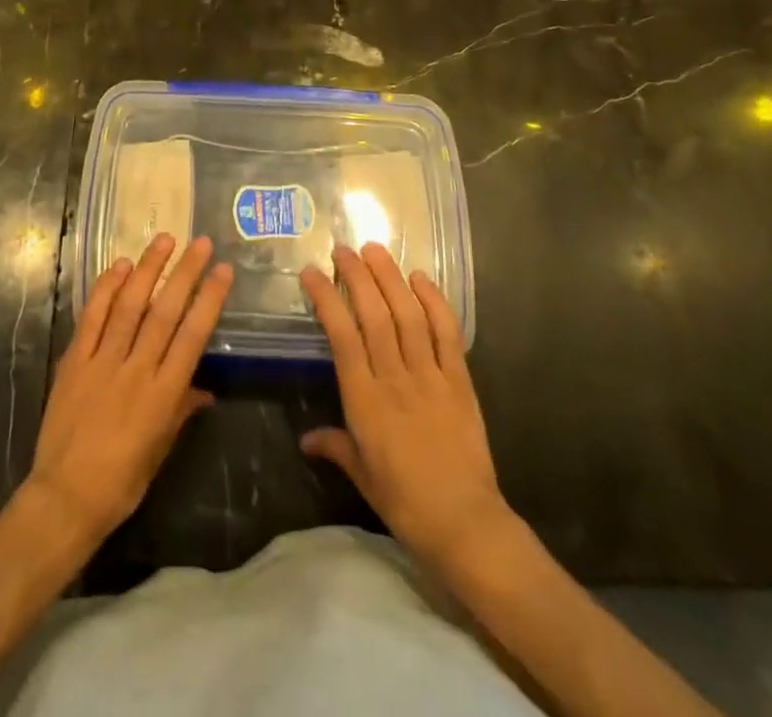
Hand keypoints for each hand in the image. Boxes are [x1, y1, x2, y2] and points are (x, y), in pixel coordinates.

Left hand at [25, 235, 233, 554]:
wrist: (64, 498)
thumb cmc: (121, 482)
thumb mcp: (161, 449)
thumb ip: (182, 410)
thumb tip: (206, 389)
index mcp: (163, 394)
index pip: (192, 336)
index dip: (209, 299)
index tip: (222, 270)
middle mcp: (136, 370)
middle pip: (164, 312)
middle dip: (184, 273)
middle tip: (200, 242)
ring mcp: (103, 362)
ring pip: (129, 305)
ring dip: (147, 269)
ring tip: (163, 239)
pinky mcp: (75, 361)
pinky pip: (92, 317)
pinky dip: (106, 289)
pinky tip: (119, 265)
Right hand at [300, 244, 511, 573]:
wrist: (465, 523)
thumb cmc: (404, 501)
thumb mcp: (361, 474)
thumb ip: (335, 446)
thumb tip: (306, 439)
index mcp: (364, 400)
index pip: (341, 336)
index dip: (326, 299)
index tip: (312, 272)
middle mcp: (395, 378)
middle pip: (374, 315)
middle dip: (358, 276)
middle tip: (344, 249)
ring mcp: (430, 376)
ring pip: (408, 316)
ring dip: (391, 279)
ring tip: (376, 250)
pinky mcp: (460, 380)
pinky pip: (447, 334)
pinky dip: (435, 302)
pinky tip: (422, 278)